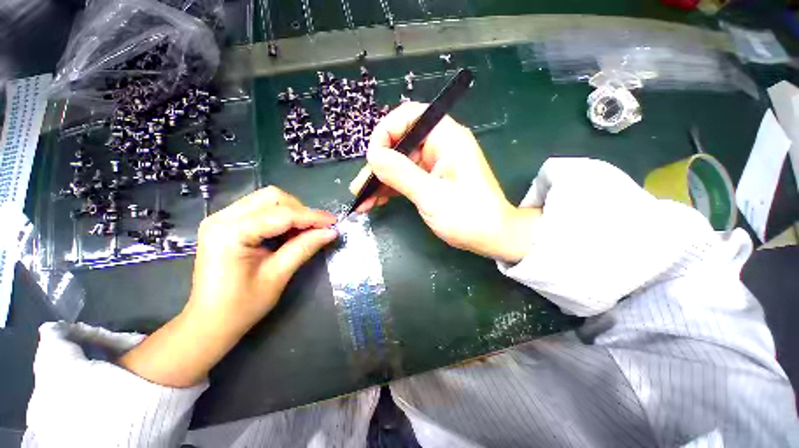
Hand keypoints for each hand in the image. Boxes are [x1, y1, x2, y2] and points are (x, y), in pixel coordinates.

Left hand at [187, 186, 336, 332]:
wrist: (209, 322)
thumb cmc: (242, 305)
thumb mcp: (278, 276)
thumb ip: (304, 247)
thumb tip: (330, 232)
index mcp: (230, 233)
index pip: (282, 215)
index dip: (312, 217)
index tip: (334, 222)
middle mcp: (222, 217)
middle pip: (272, 197)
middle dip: (301, 210)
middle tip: (318, 228)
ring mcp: (221, 218)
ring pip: (267, 200)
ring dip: (292, 212)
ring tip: (306, 231)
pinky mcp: (226, 223)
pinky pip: (260, 209)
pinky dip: (281, 217)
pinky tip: (290, 232)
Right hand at [350, 102, 540, 262]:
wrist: (492, 238)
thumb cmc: (468, 217)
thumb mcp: (432, 196)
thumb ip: (401, 174)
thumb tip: (373, 155)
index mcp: (446, 138)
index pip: (409, 117)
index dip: (386, 132)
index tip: (372, 159)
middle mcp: (439, 146)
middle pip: (400, 143)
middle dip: (378, 165)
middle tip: (361, 187)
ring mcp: (434, 165)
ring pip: (400, 164)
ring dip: (380, 181)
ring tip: (363, 200)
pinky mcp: (431, 181)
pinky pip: (406, 178)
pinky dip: (391, 189)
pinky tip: (375, 202)